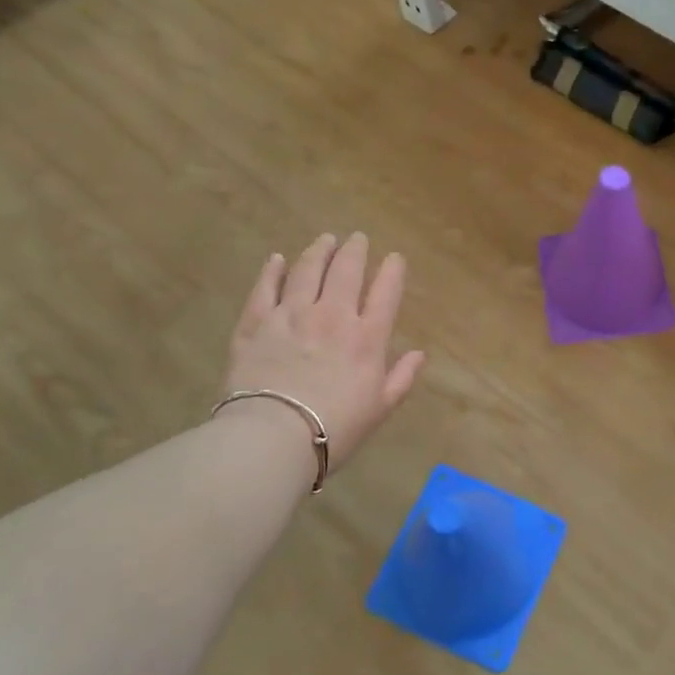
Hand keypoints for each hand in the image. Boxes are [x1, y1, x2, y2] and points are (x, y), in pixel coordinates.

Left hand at [218, 233, 424, 472]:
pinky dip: (273, 270)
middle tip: (357, 238)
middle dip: (355, 250)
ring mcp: (291, 315)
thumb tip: (420, 354)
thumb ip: (401, 377)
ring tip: (325, 240)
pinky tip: (277, 259)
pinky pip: (265, 288)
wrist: (273, 436)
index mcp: (367, 338)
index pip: (386, 292)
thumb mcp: (380, 409)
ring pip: (307, 270)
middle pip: (346, 271)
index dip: (393, 271)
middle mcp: (332, 316)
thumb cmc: (335, 428)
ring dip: (319, 251)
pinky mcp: (255, 323)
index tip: (395, 258)